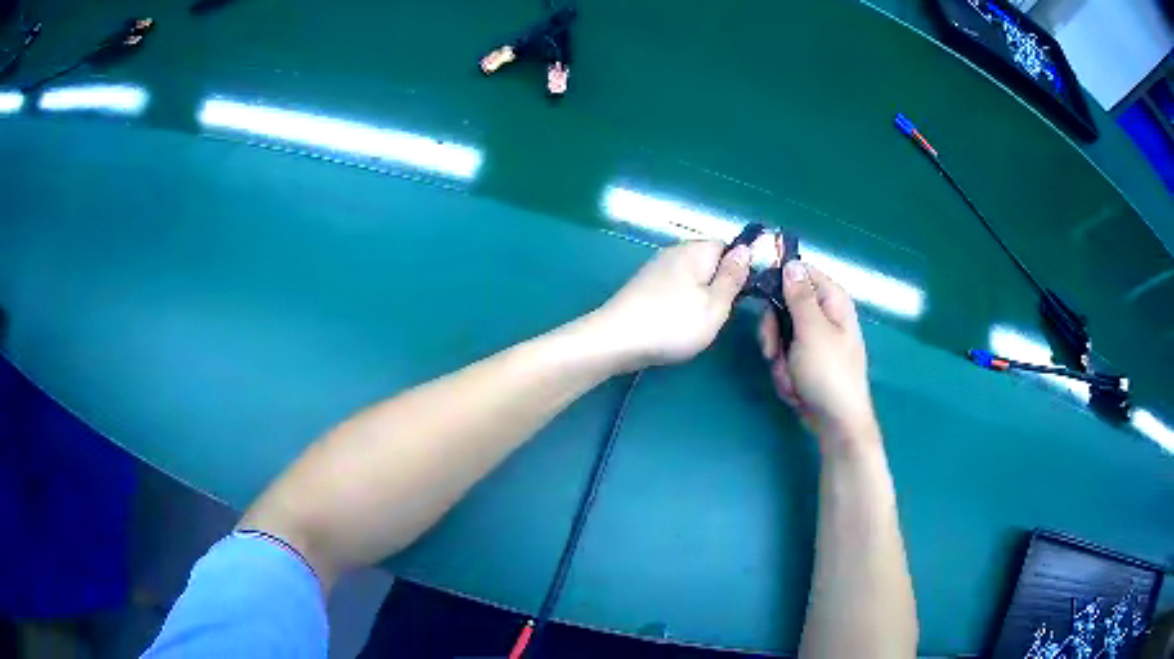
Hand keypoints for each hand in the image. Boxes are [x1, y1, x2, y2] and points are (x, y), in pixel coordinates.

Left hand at [594, 241, 750, 370]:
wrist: (615, 341)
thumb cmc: (672, 324)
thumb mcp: (715, 305)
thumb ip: (733, 277)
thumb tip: (747, 249)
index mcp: (696, 250)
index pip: (729, 247)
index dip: (740, 269)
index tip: (742, 296)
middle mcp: (675, 252)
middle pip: (710, 262)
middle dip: (720, 285)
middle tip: (719, 314)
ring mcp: (656, 268)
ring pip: (693, 278)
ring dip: (700, 297)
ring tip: (697, 323)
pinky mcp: (644, 286)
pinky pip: (675, 288)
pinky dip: (681, 303)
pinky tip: (677, 324)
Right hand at [758, 262, 876, 446]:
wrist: (835, 422)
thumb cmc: (829, 373)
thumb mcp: (811, 330)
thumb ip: (799, 295)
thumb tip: (791, 263)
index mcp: (832, 301)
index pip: (801, 272)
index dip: (779, 281)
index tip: (762, 296)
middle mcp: (824, 316)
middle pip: (783, 305)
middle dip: (775, 333)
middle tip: (774, 350)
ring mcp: (814, 340)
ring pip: (779, 335)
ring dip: (779, 359)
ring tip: (791, 377)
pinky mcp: (805, 361)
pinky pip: (784, 357)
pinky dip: (784, 373)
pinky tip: (795, 388)